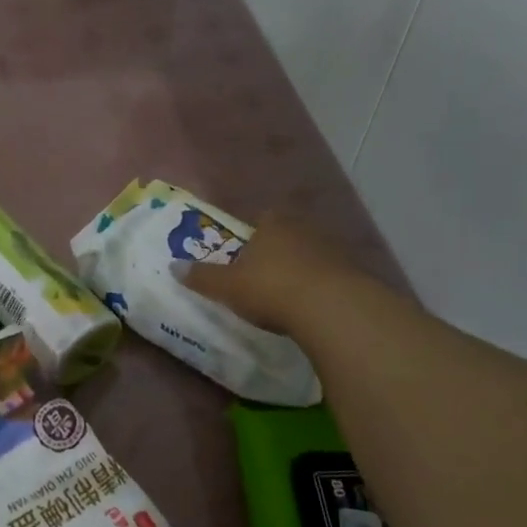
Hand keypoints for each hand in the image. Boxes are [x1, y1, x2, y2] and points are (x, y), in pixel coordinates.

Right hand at [185, 220, 355, 334]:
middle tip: (261, 273)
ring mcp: (332, 250)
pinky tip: (310, 306)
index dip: (251, 233)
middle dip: (275, 251)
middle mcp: (303, 229)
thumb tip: (173, 266)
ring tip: (286, 293)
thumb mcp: (227, 286)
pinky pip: (329, 276)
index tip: (243, 252)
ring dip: (300, 269)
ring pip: (310, 254)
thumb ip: (201, 276)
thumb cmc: (271, 288)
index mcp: (272, 224)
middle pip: (286, 235)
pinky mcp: (353, 274)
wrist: (331, 308)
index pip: (261, 218)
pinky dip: (319, 287)